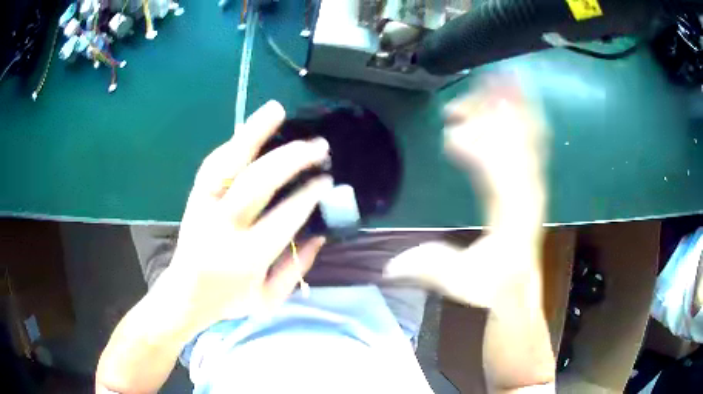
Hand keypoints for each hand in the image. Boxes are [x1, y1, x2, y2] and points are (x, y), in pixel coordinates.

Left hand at [158, 100, 332, 334]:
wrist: (185, 295)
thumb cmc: (230, 301)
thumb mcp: (270, 299)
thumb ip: (297, 268)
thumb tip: (319, 233)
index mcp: (246, 258)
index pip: (284, 217)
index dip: (308, 195)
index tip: (325, 179)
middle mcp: (222, 228)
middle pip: (257, 182)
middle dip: (291, 160)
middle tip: (317, 146)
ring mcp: (203, 208)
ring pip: (227, 163)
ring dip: (253, 134)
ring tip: (276, 111)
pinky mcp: (194, 198)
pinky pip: (212, 165)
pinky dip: (231, 145)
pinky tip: (248, 131)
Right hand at [385, 77, 549, 308]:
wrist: (516, 287)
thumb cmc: (489, 283)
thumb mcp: (460, 282)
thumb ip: (432, 269)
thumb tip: (391, 263)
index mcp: (510, 215)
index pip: (498, 172)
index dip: (476, 149)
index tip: (447, 136)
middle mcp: (527, 192)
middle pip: (516, 143)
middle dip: (490, 117)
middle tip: (459, 101)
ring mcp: (532, 184)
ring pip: (528, 136)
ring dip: (511, 107)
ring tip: (495, 80)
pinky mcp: (530, 180)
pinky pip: (532, 141)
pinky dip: (524, 116)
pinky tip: (512, 100)